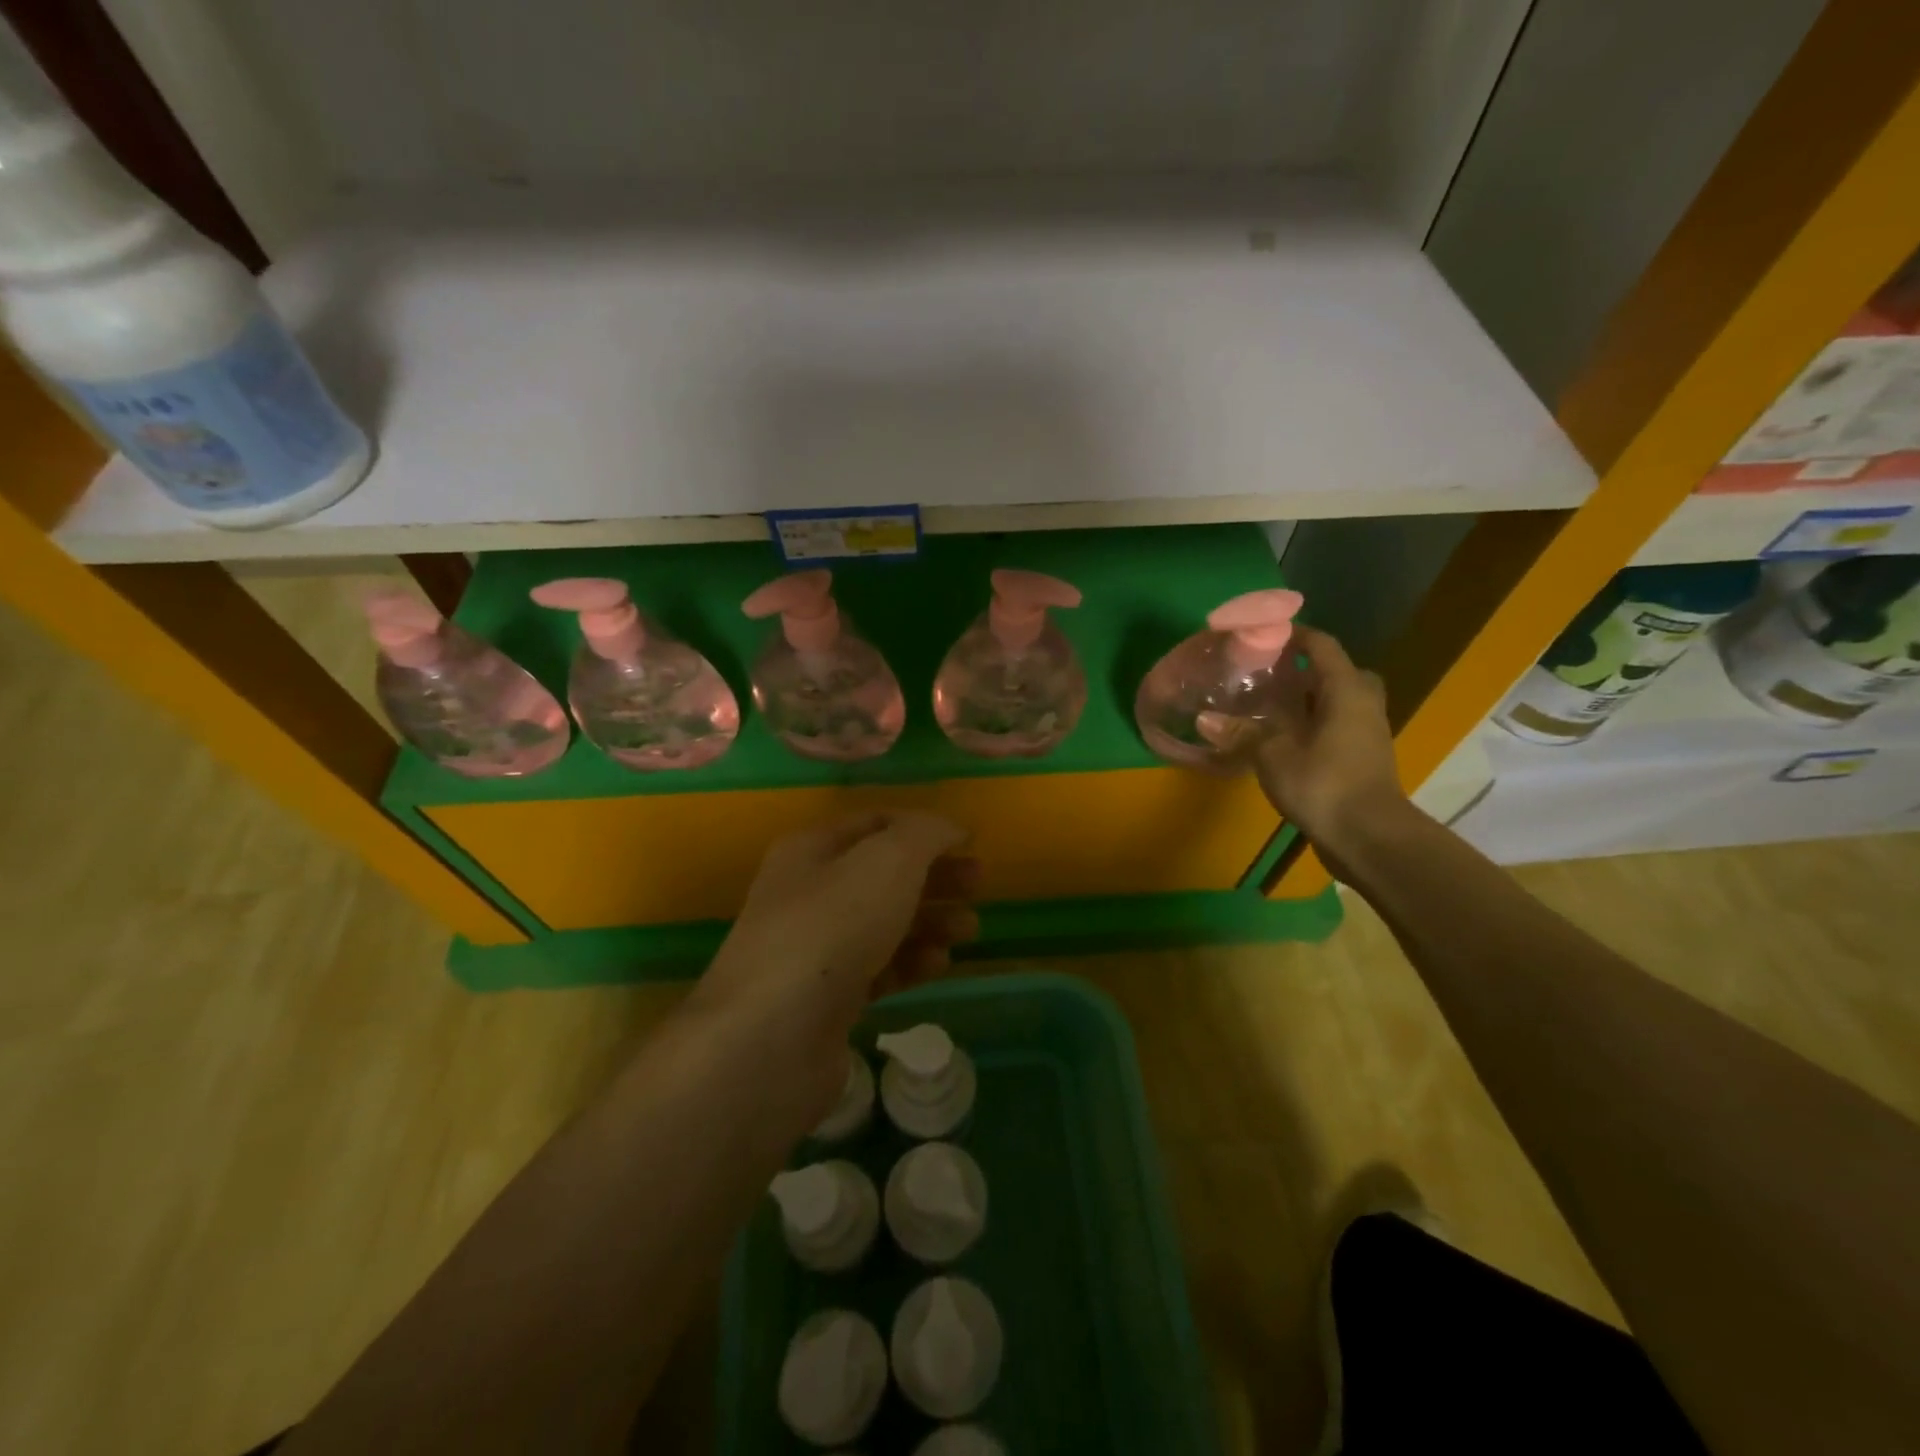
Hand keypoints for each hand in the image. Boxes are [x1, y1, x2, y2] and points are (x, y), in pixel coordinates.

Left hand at [698, 812, 980, 1040]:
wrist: (772, 1038)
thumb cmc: (833, 928)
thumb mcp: (888, 861)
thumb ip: (925, 834)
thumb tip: (949, 827)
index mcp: (812, 850)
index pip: (874, 822)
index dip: (922, 827)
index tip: (967, 841)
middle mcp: (808, 894)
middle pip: (882, 874)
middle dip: (933, 875)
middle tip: (979, 883)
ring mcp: (815, 950)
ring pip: (883, 923)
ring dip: (930, 920)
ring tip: (970, 928)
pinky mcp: (826, 1000)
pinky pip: (877, 969)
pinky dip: (911, 962)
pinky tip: (941, 964)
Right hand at [1243, 627, 1407, 858]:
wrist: (1370, 838)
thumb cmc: (1325, 785)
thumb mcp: (1273, 755)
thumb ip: (1241, 732)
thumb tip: (1203, 718)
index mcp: (1345, 690)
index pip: (1321, 646)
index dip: (1292, 634)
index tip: (1259, 634)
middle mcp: (1362, 703)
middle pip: (1334, 671)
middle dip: (1302, 669)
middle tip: (1267, 673)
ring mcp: (1366, 732)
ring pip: (1336, 700)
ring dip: (1306, 698)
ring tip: (1268, 704)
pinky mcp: (1361, 757)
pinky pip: (1335, 725)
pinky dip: (1311, 723)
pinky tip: (1281, 736)